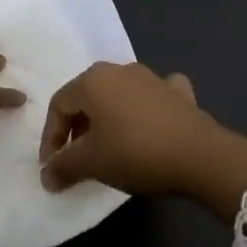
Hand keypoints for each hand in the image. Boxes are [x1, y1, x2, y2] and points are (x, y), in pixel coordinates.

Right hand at [39, 62, 246, 221]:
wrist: (200, 156)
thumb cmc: (135, 153)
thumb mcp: (92, 163)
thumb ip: (63, 166)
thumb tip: (46, 176)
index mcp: (93, 81)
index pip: (59, 106)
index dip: (51, 138)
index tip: (53, 167)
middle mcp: (120, 70)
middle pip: (87, 97)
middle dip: (77, 128)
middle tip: (76, 158)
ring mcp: (153, 78)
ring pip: (119, 95)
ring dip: (108, 119)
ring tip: (108, 147)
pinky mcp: (179, 93)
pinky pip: (153, 97)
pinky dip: (145, 110)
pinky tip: (150, 125)